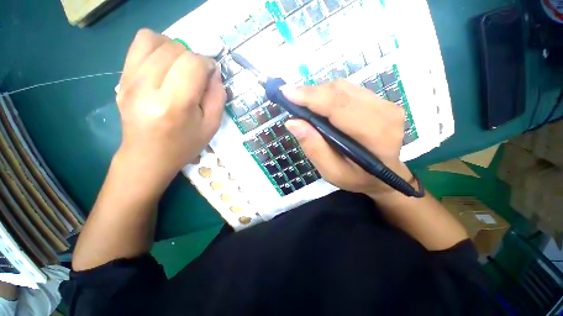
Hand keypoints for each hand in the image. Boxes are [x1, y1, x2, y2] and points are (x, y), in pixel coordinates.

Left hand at [116, 29, 225, 182]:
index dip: (207, 64)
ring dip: (175, 49)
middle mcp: (146, 88)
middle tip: (197, 76)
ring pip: (155, 40)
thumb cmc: (184, 145)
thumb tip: (214, 72)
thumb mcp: (211, 126)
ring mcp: (129, 81)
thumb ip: (217, 97)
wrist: (148, 156)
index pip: (192, 64)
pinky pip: (138, 44)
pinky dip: (157, 46)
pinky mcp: (122, 78)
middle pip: (174, 49)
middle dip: (193, 58)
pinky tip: (164, 64)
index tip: (211, 76)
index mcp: (174, 105)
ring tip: (180, 68)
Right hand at [283, 80, 413, 198]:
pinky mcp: (381, 101)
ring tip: (305, 104)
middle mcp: (385, 113)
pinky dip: (330, 94)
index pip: (339, 106)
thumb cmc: (357, 178)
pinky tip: (321, 105)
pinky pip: (349, 90)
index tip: (286, 93)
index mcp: (375, 135)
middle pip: (340, 92)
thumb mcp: (332, 171)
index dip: (311, 97)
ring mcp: (386, 104)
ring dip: (320, 93)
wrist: (385, 175)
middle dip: (311, 93)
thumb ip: (314, 147)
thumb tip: (293, 122)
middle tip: (292, 99)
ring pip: (344, 87)